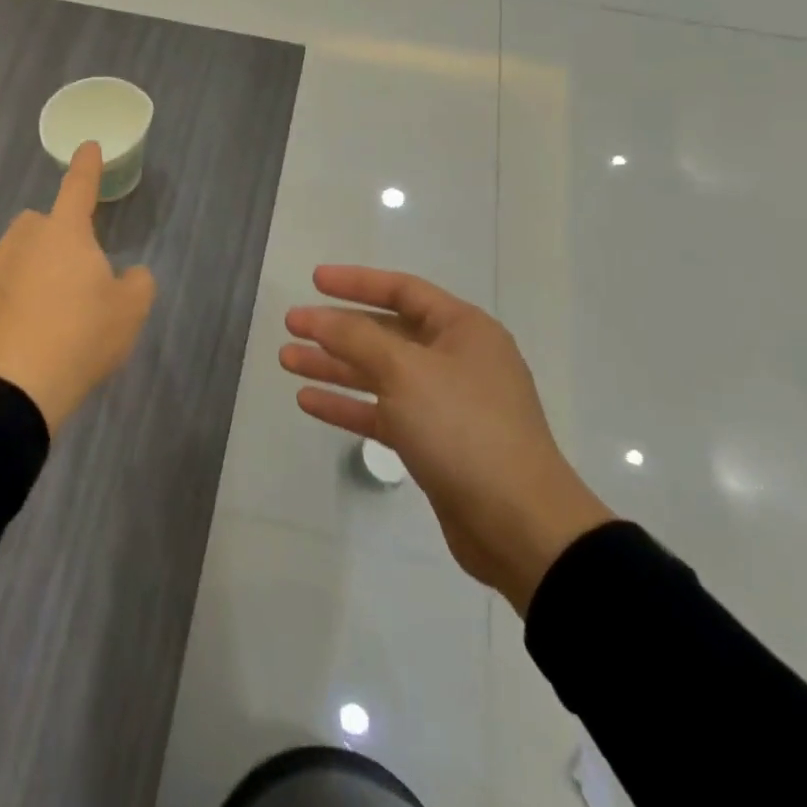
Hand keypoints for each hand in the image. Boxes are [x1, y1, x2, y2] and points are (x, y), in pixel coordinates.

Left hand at [0, 141, 156, 432]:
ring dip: (31, 272)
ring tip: (46, 319)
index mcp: (65, 233)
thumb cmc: (79, 338)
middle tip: (74, 281)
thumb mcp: (129, 312)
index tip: (87, 146)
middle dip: (57, 240)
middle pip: (43, 225)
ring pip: (16, 257)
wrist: (9, 388)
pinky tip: (19, 335)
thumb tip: (128, 274)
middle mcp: (22, 240)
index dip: (87, 167)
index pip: (79, 188)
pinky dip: (8, 302)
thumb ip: (136, 283)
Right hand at [281, 266, 612, 612]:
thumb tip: (318, 317)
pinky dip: (348, 405)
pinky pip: (383, 412)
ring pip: (379, 374)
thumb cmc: (464, 428)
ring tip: (287, 360)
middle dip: (337, 329)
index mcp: (462, 330)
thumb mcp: (405, 371)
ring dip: (335, 367)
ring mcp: (445, 403)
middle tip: (291, 326)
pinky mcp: (434, 443)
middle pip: (386, 332)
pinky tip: (308, 401)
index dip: (356, 282)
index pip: (402, 290)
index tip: (314, 281)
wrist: (519, 525)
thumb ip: (356, 337)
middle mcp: (455, 359)